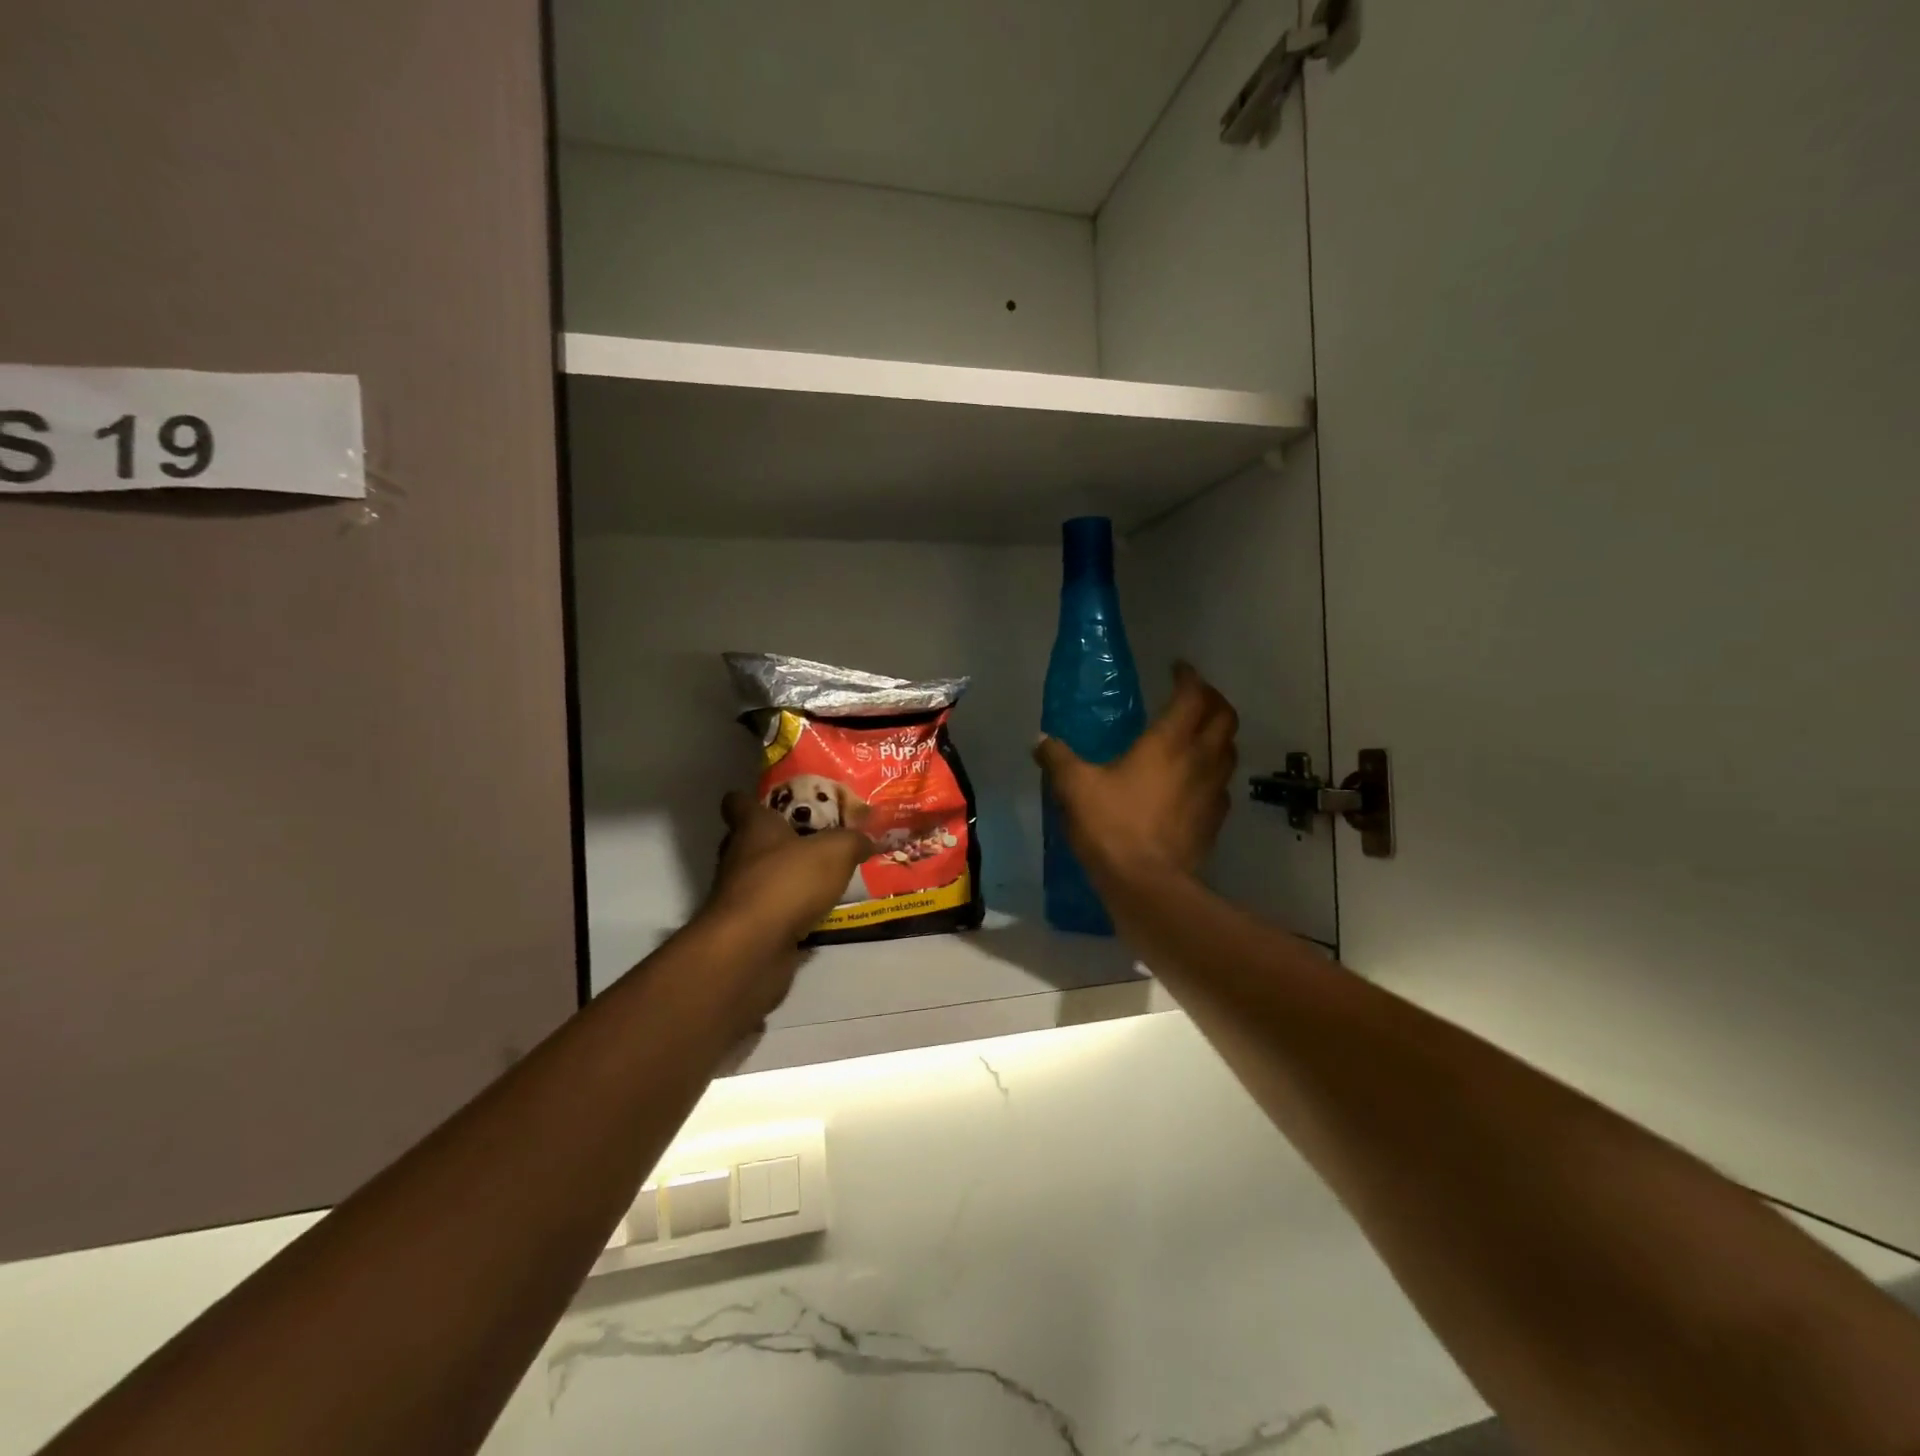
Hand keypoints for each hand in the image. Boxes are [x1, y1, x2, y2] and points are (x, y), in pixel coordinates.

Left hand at [703, 791, 868, 951]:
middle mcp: (738, 857)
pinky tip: (818, 916)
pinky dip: (790, 913)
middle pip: (750, 841)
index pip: (737, 802)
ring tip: (824, 880)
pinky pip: (771, 912)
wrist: (752, 948)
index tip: (774, 802)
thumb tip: (867, 839)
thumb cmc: (788, 882)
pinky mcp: (746, 928)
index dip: (751, 799)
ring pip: (761, 878)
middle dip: (778, 841)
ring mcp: (738, 895)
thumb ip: (853, 840)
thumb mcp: (836, 851)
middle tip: (814, 841)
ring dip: (786, 879)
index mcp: (752, 827)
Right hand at [1034, 662, 1237, 888]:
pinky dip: (1213, 771)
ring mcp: (1213, 790)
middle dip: (1213, 700)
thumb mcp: (1075, 788)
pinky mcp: (1215, 819)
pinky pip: (1222, 784)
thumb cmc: (1112, 826)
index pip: (1193, 695)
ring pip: (1229, 749)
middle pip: (1225, 717)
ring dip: (1218, 735)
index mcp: (1168, 742)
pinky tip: (1194, 781)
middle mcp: (1200, 759)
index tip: (1177, 669)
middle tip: (1193, 697)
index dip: (1189, 677)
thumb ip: (1058, 759)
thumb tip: (1040, 740)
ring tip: (1197, 735)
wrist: (1148, 884)